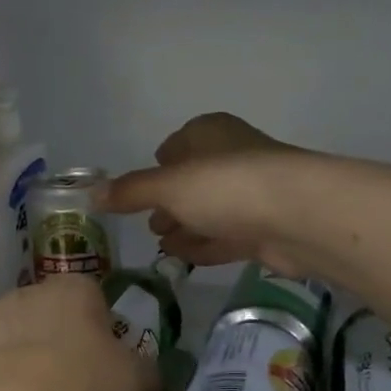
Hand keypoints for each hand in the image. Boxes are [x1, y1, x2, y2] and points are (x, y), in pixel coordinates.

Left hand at [0, 278, 158, 390]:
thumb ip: (146, 373)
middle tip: (64, 377)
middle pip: (49, 310)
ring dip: (20, 348)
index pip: (92, 299)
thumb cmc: (86, 376)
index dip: (95, 329)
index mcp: (78, 288)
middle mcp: (34, 287)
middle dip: (55, 336)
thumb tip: (153, 378)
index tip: (97, 360)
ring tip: (29, 389)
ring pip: (13, 327)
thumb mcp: (134, 379)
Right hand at [101, 113, 317, 274]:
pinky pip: (225, 235)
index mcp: (209, 133)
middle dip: (169, 202)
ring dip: (185, 226)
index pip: (176, 145)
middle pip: (192, 180)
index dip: (157, 167)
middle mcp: (231, 157)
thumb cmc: (226, 187)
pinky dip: (204, 244)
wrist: (299, 217)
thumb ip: (130, 192)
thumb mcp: (167, 186)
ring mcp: (251, 194)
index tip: (137, 193)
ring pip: (209, 210)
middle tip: (148, 224)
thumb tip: (92, 195)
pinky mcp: (264, 228)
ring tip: (161, 244)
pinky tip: (183, 257)